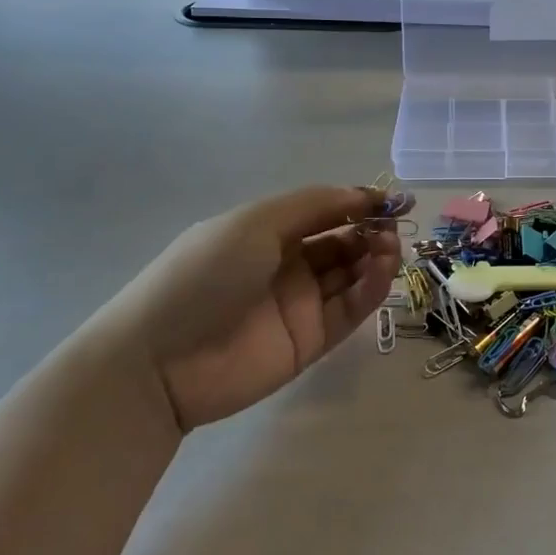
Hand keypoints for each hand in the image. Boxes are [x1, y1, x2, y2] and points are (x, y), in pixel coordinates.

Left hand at [98, 186, 403, 431]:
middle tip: (394, 226)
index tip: (396, 199)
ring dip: (376, 257)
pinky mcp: (310, 342)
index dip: (359, 203)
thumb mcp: (256, 223)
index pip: (325, 211)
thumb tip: (363, 194)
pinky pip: (349, 310)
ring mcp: (299, 304)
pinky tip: (383, 271)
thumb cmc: (205, 274)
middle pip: (343, 242)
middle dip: (372, 230)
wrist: (159, 360)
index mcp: (268, 231)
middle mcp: (287, 264)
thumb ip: (315, 206)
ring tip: (390, 248)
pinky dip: (371, 289)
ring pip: (351, 275)